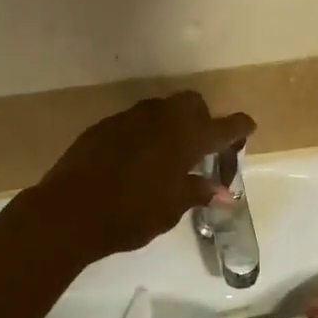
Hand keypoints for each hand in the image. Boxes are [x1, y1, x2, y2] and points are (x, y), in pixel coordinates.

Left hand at [37, 93, 255, 260]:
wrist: (70, 211)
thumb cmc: (131, 213)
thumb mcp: (171, 208)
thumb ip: (198, 192)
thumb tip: (224, 192)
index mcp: (186, 138)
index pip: (223, 126)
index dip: (238, 126)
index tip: (248, 127)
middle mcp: (161, 119)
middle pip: (191, 103)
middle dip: (202, 118)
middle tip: (202, 146)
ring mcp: (129, 118)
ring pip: (161, 109)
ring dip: (172, 124)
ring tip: (169, 154)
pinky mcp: (104, 126)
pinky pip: (134, 121)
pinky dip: (145, 133)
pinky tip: (137, 158)